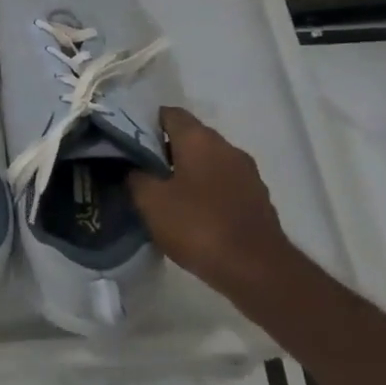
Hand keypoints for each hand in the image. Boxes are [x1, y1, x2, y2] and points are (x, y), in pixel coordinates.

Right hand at [127, 107, 289, 286]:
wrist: (257, 271)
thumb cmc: (198, 226)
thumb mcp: (151, 201)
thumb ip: (136, 177)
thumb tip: (133, 168)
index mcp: (200, 140)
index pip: (169, 114)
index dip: (145, 122)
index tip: (128, 140)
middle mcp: (227, 148)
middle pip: (190, 137)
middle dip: (165, 149)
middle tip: (139, 168)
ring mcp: (247, 174)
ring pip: (208, 162)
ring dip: (186, 172)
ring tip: (163, 193)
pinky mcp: (257, 200)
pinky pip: (223, 184)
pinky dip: (205, 191)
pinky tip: (190, 213)